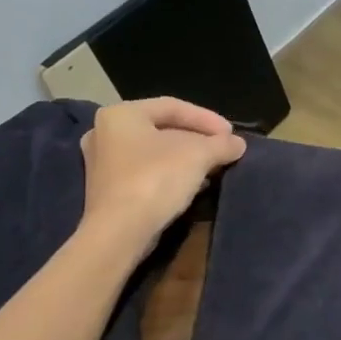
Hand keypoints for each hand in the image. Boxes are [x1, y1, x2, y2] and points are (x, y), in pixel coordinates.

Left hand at [78, 98, 245, 251]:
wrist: (120, 232)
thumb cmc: (156, 179)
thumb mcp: (199, 154)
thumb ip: (222, 144)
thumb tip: (237, 144)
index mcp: (121, 114)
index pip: (173, 106)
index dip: (207, 118)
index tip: (231, 134)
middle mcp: (104, 133)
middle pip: (163, 129)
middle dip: (197, 138)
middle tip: (223, 148)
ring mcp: (103, 163)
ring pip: (155, 152)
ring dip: (187, 157)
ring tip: (214, 166)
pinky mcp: (108, 190)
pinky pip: (146, 172)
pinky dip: (171, 173)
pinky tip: (194, 184)